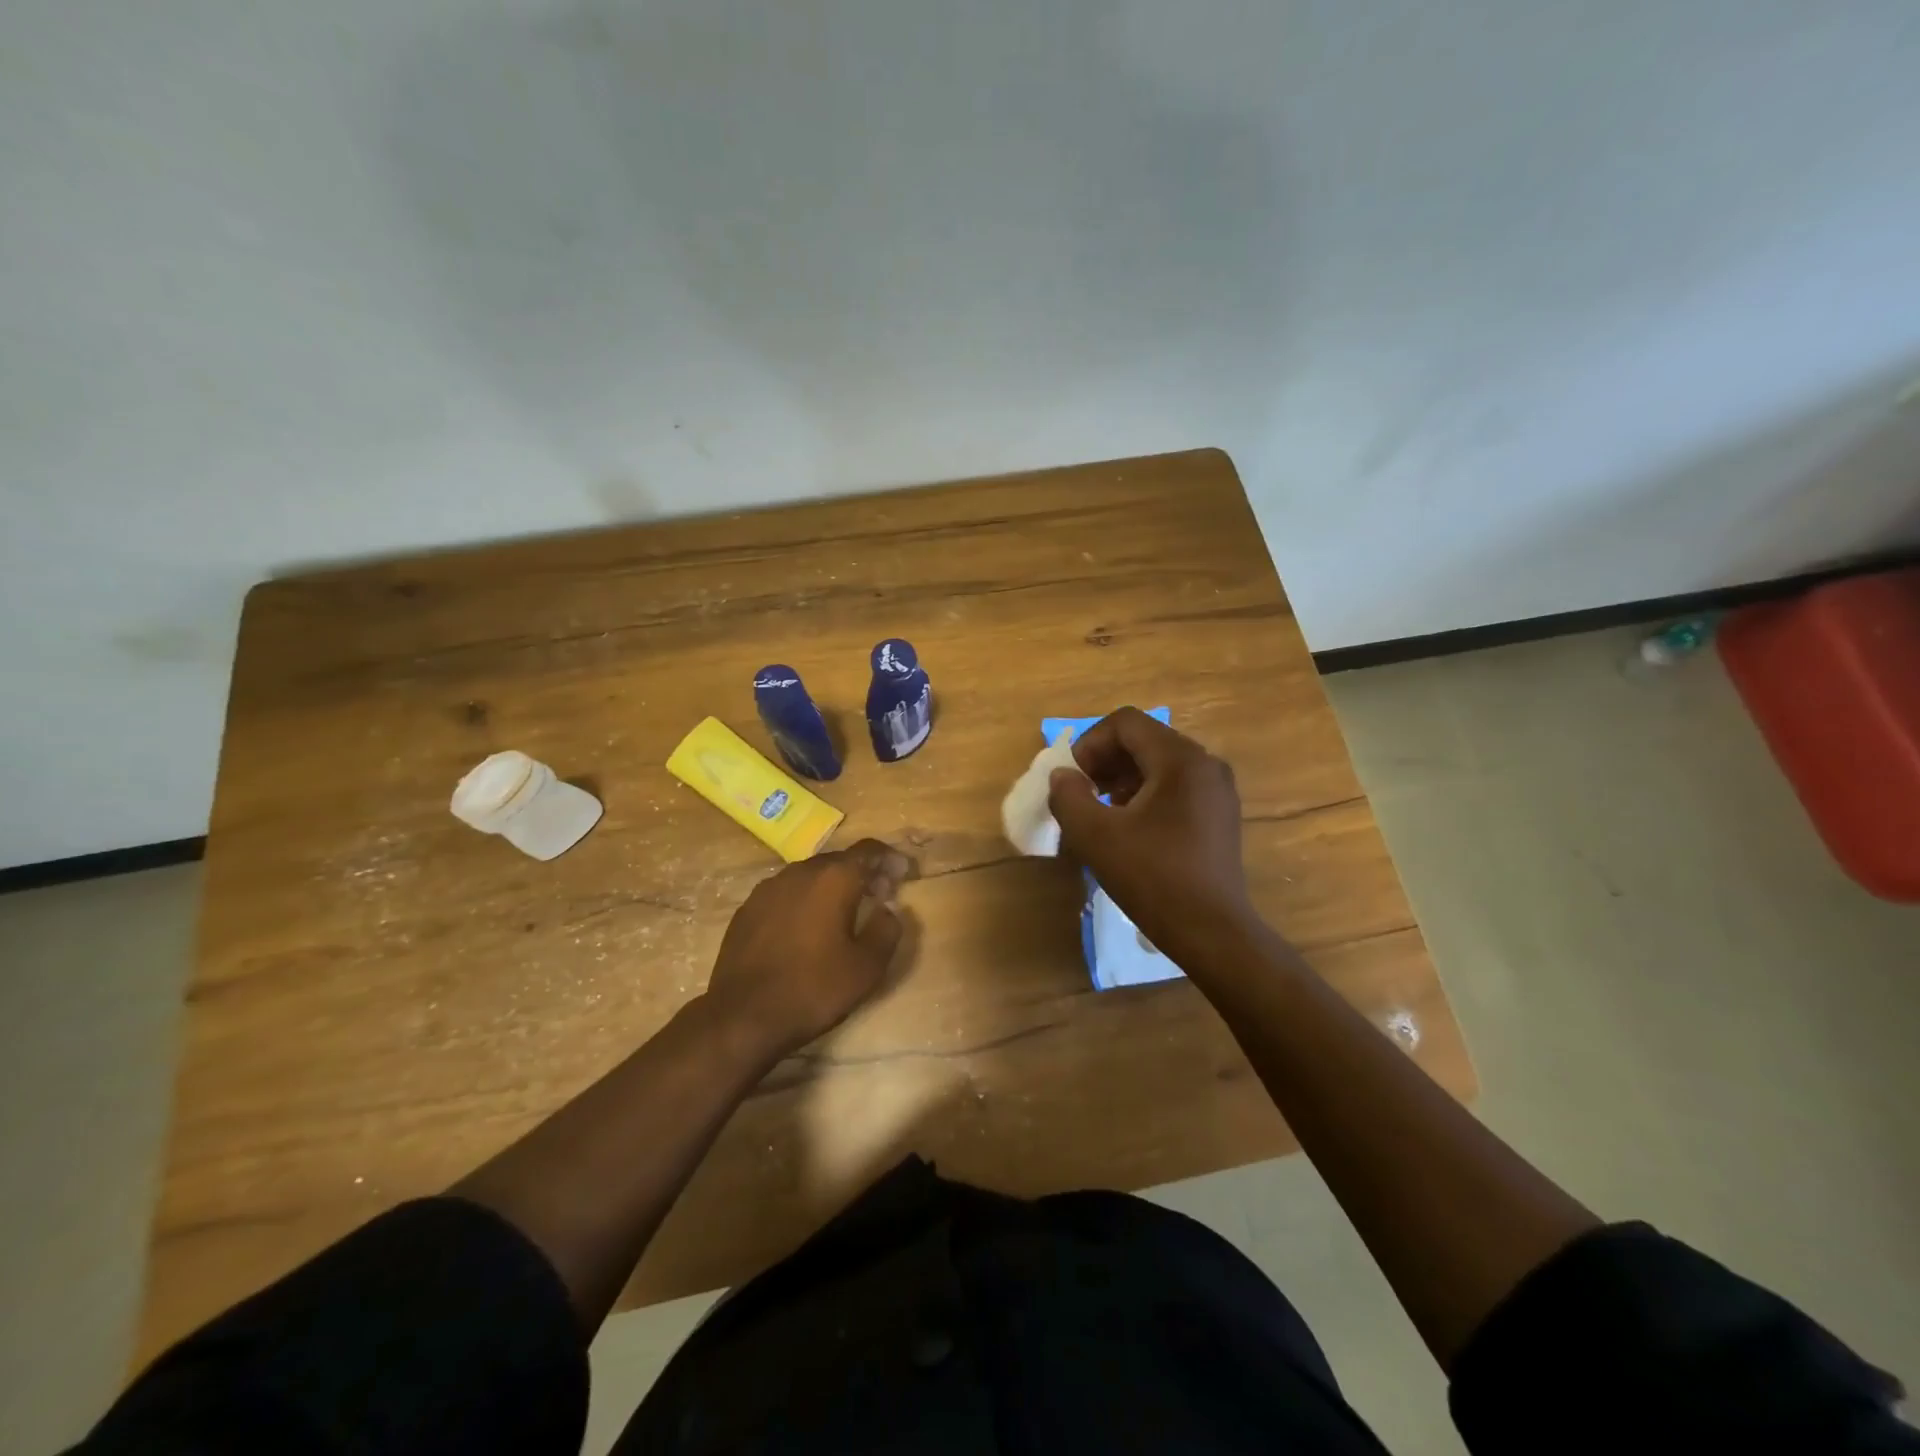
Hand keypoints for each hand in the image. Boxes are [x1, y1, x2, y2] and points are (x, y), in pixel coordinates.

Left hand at [701, 839, 912, 1060]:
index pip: (868, 850)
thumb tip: (888, 909)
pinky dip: (804, 901)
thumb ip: (887, 929)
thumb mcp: (867, 967)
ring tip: (843, 913)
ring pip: (810, 876)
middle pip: (838, 861)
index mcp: (833, 878)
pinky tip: (806, 929)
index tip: (902, 873)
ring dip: (831, 886)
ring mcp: (768, 889)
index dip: (889, 858)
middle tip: (879, 895)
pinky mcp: (747, 909)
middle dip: (862, 873)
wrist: (742, 1016)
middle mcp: (800, 872)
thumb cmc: (813, 989)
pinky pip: (786, 894)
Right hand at [1047, 708, 1253, 970]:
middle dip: (1105, 761)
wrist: (1213, 932)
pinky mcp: (1220, 814)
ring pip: (1159, 763)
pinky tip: (1129, 827)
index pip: (1125, 723)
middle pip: (1144, 739)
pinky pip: (1175, 786)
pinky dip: (1145, 794)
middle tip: (1081, 793)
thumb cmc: (1153, 879)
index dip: (1090, 743)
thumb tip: (1063, 776)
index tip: (1073, 778)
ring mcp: (1217, 790)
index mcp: (1180, 760)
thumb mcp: (1095, 836)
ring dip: (1122, 778)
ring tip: (1101, 811)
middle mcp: (1205, 764)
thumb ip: (1068, 797)